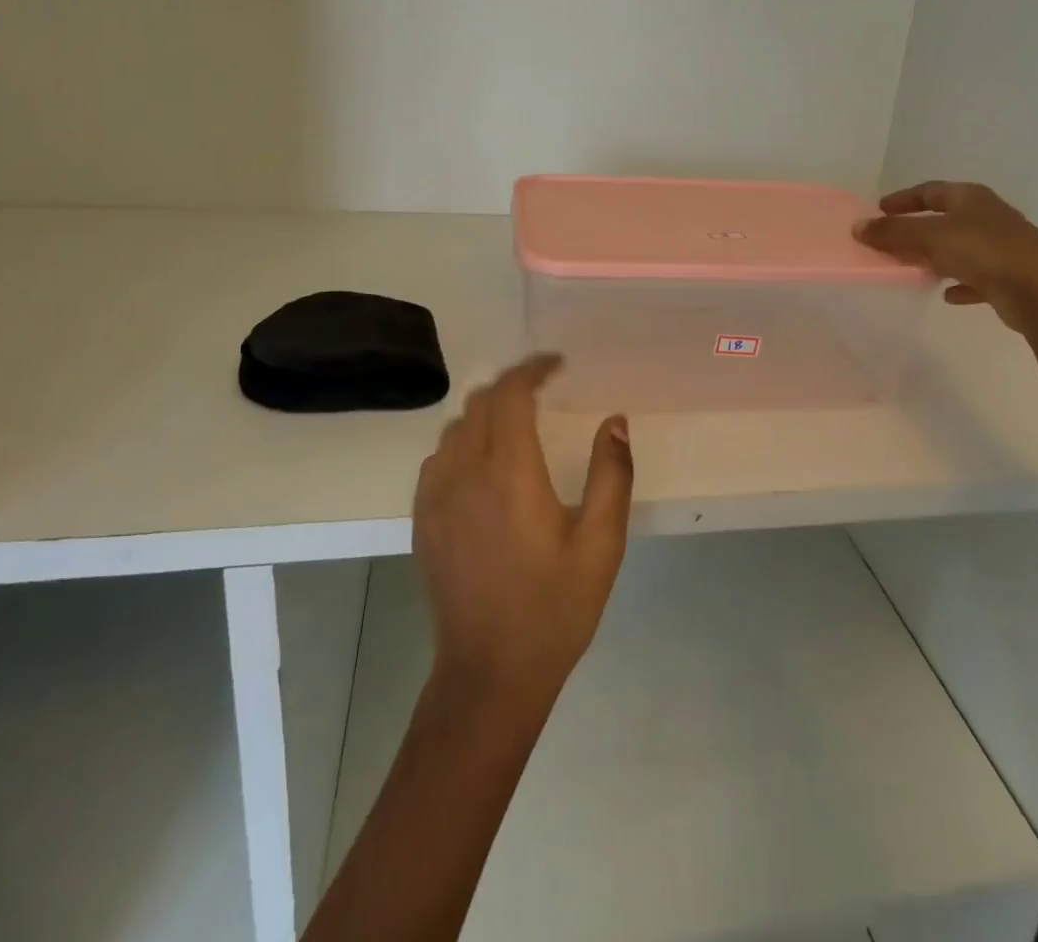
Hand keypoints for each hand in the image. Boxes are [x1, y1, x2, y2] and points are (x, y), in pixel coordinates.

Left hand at [413, 354, 632, 712]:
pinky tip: (484, 464)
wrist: (490, 673)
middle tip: (544, 390)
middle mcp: (464, 473)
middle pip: (480, 403)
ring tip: (517, 423)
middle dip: (512, 386)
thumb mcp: (601, 542)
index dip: (533, 369)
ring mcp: (435, 497)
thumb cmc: (555, 607)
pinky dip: (463, 442)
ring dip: (486, 413)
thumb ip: (611, 473)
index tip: (557, 364)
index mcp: (510, 473)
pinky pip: (438, 458)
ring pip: (455, 428)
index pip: (511, 395)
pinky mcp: (422, 519)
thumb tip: (615, 420)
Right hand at [857, 181, 1037, 332]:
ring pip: (961, 247)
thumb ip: (893, 232)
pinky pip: (977, 277)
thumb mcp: (930, 237)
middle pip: (946, 219)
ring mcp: (1003, 247)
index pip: (931, 191)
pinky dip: (960, 282)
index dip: (904, 199)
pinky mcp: (1011, 276)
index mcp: (972, 198)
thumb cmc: (984, 251)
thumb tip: (857, 227)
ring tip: (914, 268)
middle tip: (891, 241)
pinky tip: (947, 295)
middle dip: (918, 229)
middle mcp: (989, 217)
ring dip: (937, 256)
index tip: (880, 209)